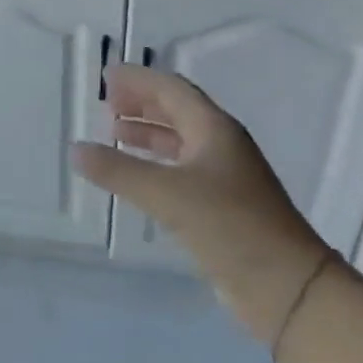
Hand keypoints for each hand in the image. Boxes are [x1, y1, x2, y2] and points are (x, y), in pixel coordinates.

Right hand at [73, 65, 329, 335]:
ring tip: (113, 132)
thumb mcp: (166, 194)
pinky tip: (135, 175)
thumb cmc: (229, 226)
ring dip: (147, 133)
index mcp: (215, 130)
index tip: (105, 76)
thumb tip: (76, 149)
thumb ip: (118, 170)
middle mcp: (221, 146)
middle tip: (106, 102)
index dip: (139, 80)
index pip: (172, 90)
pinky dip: (154, 163)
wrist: (286, 285)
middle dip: (142, 103)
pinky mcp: (221, 206)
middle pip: (178, 111)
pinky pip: (180, 170)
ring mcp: (224, 177)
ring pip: (179, 141)